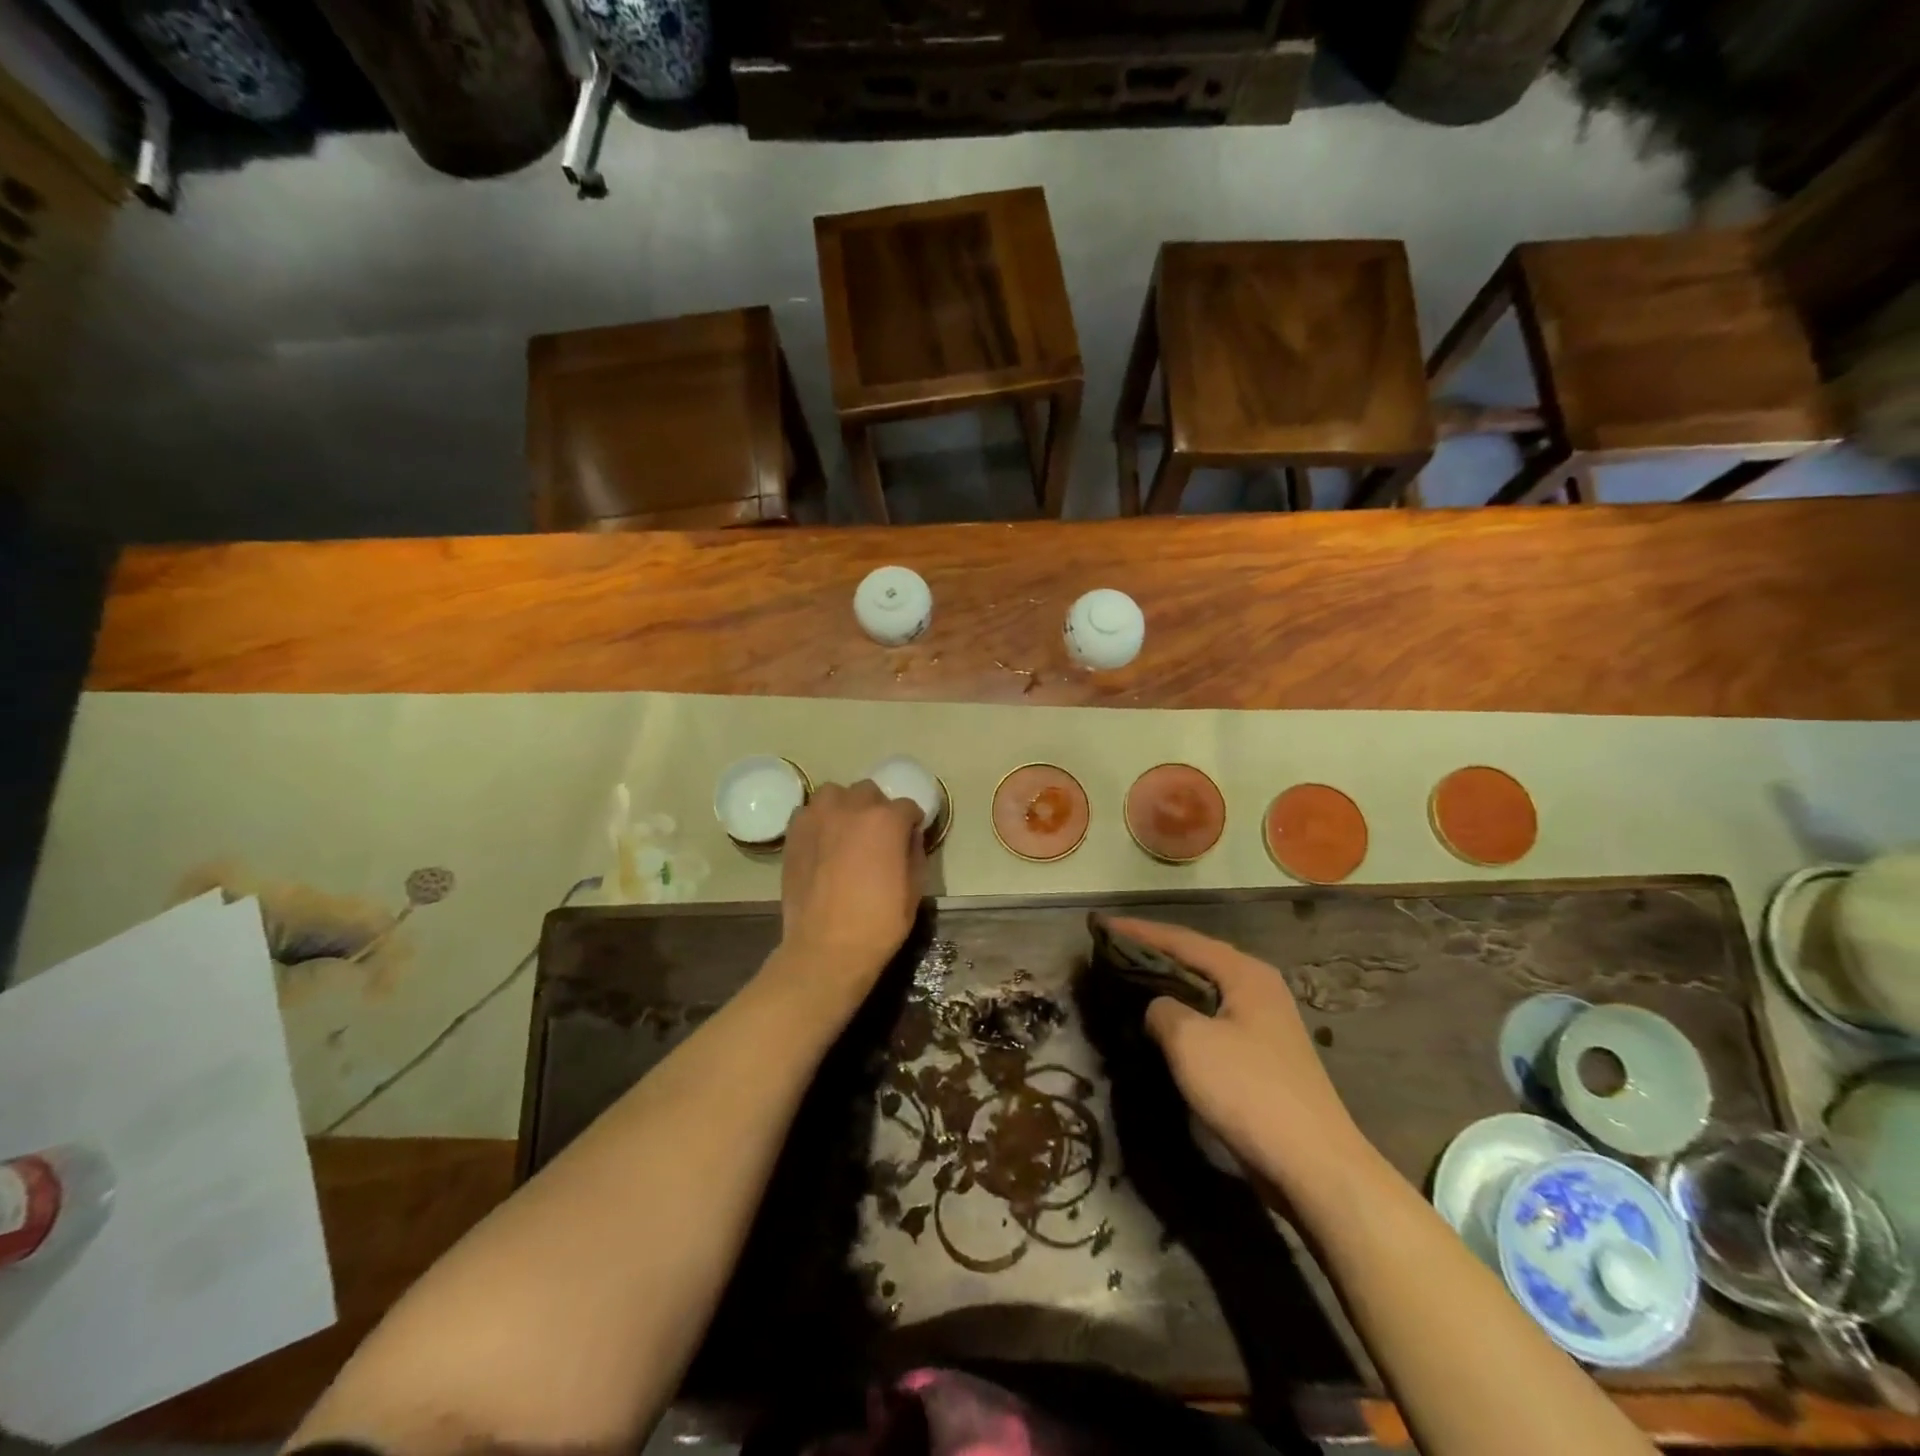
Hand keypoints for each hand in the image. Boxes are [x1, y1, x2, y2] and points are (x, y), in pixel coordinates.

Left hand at [774, 780, 925, 1001]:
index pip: (907, 807)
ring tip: (845, 831)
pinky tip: (822, 842)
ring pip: (834, 793)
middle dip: (877, 810)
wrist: (826, 948)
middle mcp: (852, 808)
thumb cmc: (878, 923)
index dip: (911, 823)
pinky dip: (818, 820)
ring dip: (844, 806)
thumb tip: (909, 836)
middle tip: (877, 837)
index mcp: (886, 821)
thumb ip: (914, 853)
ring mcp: (818, 818)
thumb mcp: (914, 890)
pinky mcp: (794, 833)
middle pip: (869, 792)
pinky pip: (808, 812)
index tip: (909, 839)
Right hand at [1111, 917, 1370, 1193]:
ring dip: (1168, 982)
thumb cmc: (1248, 1091)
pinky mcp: (1262, 1055)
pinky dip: (1184, 1011)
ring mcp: (1264, 1022)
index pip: (1181, 939)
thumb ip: (1162, 1010)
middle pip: (1196, 958)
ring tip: (1130, 978)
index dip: (1138, 930)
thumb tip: (1157, 1008)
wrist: (1314, 1166)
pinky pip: (1212, 1018)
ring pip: (1204, 990)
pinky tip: (1163, 1022)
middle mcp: (1258, 988)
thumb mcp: (1190, 1042)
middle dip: (1153, 951)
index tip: (1101, 924)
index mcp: (1244, 973)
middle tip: (1112, 947)